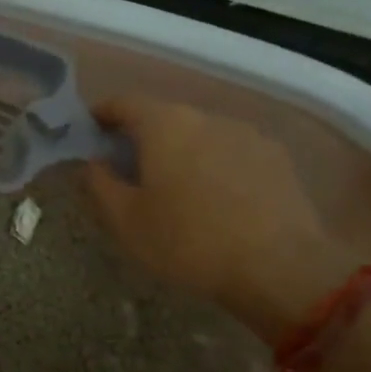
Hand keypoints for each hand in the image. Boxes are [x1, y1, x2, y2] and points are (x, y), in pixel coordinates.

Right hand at [87, 94, 355, 339]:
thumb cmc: (188, 242)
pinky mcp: (276, 158)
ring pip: (199, 134)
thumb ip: (100, 183)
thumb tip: (95, 162)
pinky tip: (213, 200)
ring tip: (173, 188)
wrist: (281, 269)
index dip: (101, 115)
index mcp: (164, 125)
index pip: (123, 102)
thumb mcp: (125, 220)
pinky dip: (212, 165)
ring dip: (180, 152)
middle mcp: (206, 117)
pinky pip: (230, 152)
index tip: (89, 134)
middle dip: (141, 137)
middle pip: (163, 117)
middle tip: (126, 169)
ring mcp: (247, 134)